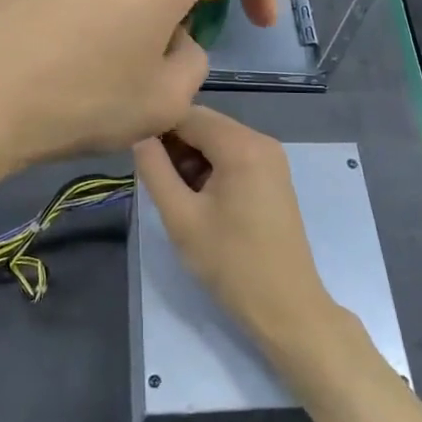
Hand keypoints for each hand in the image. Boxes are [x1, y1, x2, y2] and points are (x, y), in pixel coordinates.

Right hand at [133, 106, 335, 351]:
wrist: (286, 306)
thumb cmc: (230, 262)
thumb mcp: (181, 217)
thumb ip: (155, 170)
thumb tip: (139, 137)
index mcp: (242, 145)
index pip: (188, 114)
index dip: (157, 128)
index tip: (135, 154)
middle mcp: (262, 141)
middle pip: (205, 125)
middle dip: (175, 145)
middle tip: (155, 180)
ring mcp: (272, 158)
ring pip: (218, 141)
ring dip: (192, 158)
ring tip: (175, 194)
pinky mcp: (274, 176)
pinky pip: (234, 156)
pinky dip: (212, 168)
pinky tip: (198, 199)